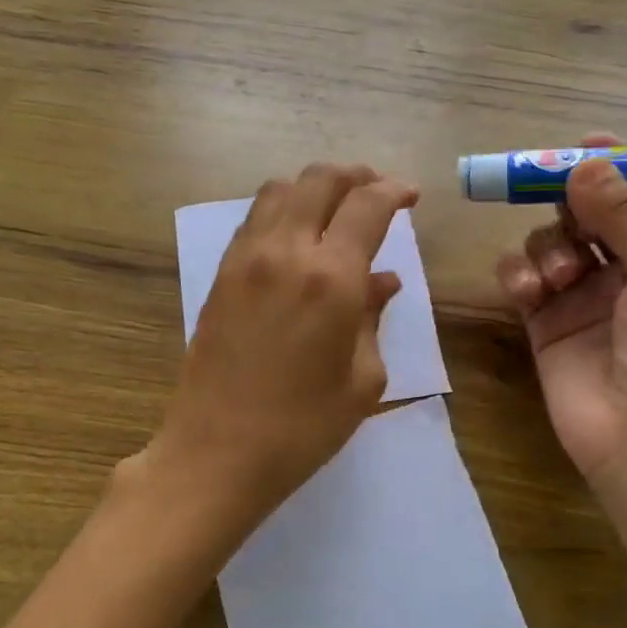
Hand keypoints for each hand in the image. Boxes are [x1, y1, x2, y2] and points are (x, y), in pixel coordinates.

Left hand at [131, 163, 416, 538]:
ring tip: (335, 205)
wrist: (216, 452)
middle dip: (354, 175)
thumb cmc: (302, 427)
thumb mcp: (362, 379)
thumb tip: (383, 281)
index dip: (394, 191)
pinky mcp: (221, 274)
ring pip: (279, 191)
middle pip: (319, 181)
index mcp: (331, 278)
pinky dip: (281, 209)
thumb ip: (374, 318)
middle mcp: (286, 252)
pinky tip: (296, 233)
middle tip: (375, 189)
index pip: (367, 206)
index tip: (410, 195)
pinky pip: (254, 219)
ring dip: (313, 187)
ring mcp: (246, 259)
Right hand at [495, 133, 626, 514]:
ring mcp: (585, 292)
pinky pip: (523, 275)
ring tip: (559, 278)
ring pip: (552, 237)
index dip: (617, 166)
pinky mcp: (545, 319)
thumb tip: (584, 159)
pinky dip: (520, 274)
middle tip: (541, 185)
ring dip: (548, 246)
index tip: (582, 146)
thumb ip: (625, 215)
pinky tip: (529, 293)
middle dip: (569, 199)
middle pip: (590, 208)